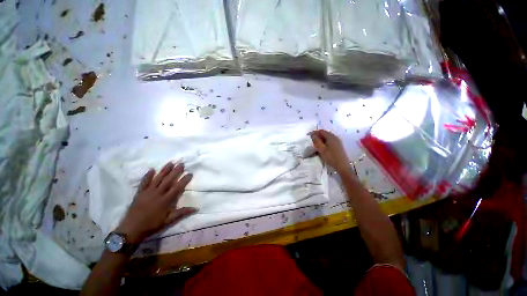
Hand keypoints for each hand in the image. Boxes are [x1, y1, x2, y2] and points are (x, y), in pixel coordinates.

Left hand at [117, 162, 196, 244]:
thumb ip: (182, 213)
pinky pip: (144, 182)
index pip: (177, 187)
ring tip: (171, 163)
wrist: (131, 230)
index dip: (184, 180)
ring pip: (158, 179)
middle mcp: (157, 194)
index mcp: (165, 200)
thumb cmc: (151, 225)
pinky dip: (147, 176)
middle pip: (168, 180)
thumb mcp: (168, 221)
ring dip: (164, 170)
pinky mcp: (139, 193)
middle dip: (176, 171)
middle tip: (181, 164)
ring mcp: (147, 192)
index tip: (190, 173)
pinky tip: (151, 169)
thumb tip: (196, 208)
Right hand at [310, 130, 350, 173]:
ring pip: (327, 138)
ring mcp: (337, 142)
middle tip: (311, 141)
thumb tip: (312, 134)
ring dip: (320, 140)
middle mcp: (335, 137)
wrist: (342, 166)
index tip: (308, 136)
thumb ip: (316, 141)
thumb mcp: (321, 149)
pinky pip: (329, 142)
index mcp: (331, 137)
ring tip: (315, 145)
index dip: (314, 132)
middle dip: (317, 136)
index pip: (321, 131)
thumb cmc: (331, 157)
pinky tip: (322, 148)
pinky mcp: (338, 146)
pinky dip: (324, 143)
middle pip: (324, 134)